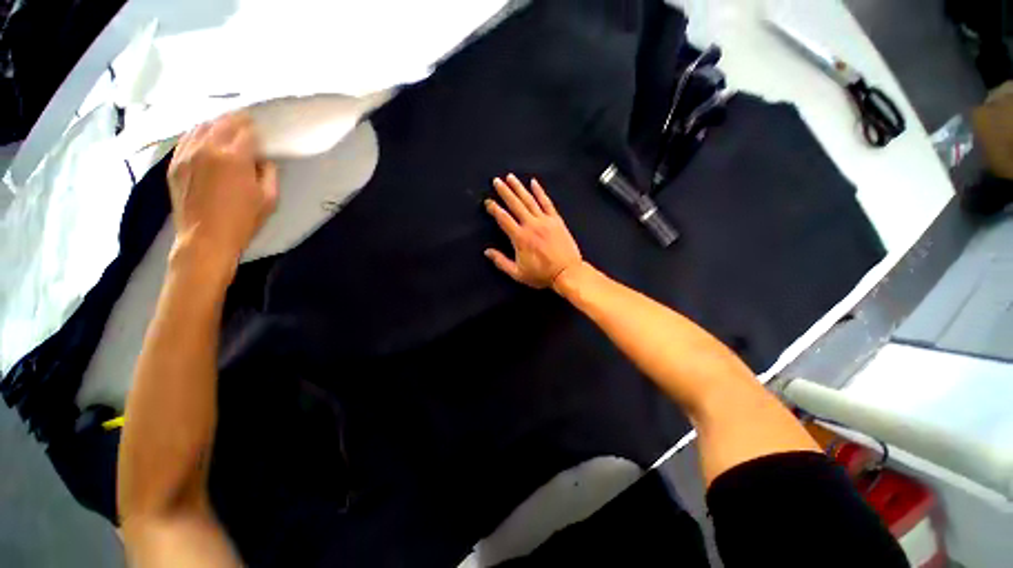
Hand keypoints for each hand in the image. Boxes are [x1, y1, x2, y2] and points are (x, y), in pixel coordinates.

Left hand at [167, 112, 277, 274]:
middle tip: (245, 125)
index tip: (261, 132)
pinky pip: (186, 139)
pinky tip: (205, 140)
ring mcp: (187, 154)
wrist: (205, 238)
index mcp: (235, 157)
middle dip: (237, 121)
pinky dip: (198, 135)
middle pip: (223, 122)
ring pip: (202, 126)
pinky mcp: (175, 163)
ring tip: (225, 130)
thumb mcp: (269, 198)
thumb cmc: (243, 220)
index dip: (255, 129)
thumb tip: (264, 160)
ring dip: (216, 125)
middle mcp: (208, 148)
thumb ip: (269, 173)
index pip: (246, 129)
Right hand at [484, 174, 582, 289]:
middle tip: (496, 181)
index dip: (494, 209)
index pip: (503, 219)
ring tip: (510, 177)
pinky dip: (540, 192)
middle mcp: (531, 225)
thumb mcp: (517, 273)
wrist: (567, 273)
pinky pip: (547, 202)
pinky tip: (534, 183)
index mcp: (520, 238)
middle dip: (504, 192)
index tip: (488, 202)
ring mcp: (545, 221)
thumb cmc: (541, 274)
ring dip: (519, 188)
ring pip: (529, 200)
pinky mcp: (556, 220)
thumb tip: (487, 251)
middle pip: (515, 204)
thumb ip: (501, 262)